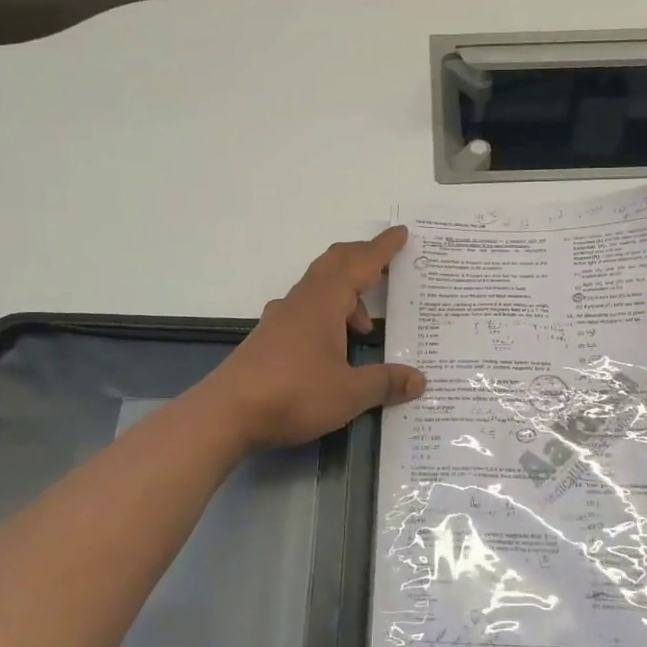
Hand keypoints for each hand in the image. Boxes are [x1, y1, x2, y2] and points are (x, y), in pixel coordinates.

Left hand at [198, 228, 426, 451]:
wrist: (226, 414)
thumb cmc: (293, 394)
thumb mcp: (348, 393)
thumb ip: (384, 383)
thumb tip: (419, 380)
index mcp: (323, 302)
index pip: (359, 264)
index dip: (382, 249)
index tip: (401, 233)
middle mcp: (301, 301)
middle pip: (335, 264)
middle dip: (363, 260)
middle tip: (389, 267)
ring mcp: (281, 318)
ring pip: (319, 288)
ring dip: (346, 295)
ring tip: (366, 328)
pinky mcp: (269, 338)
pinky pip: (307, 310)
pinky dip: (328, 314)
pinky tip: (333, 345)